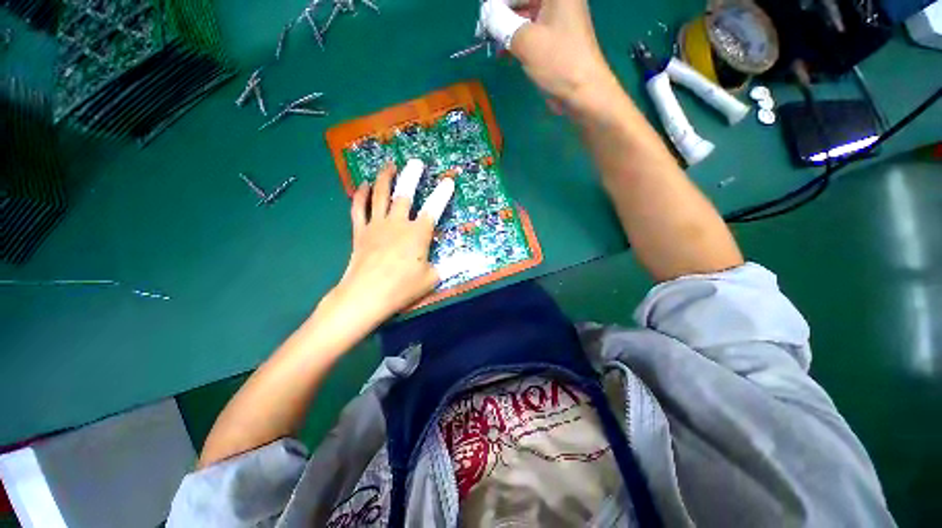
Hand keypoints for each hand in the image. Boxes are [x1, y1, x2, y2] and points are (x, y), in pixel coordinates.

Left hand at [318, 160, 454, 335]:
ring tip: (390, 165)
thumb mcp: (433, 278)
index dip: (442, 194)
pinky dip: (360, 195)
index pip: (433, 209)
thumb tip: (476, 259)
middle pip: (405, 194)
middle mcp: (397, 224)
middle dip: (412, 176)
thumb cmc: (402, 288)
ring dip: (385, 178)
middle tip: (416, 162)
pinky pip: (359, 208)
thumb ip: (454, 265)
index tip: (448, 181)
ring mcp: (376, 225)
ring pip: (380, 195)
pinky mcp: (360, 232)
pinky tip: (364, 185)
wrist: (366, 296)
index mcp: (418, 234)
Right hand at [479, 0, 619, 114]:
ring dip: (506, 29)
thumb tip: (486, 14)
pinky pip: (530, 31)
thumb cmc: (558, 62)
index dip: (497, 4)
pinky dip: (516, 40)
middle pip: (522, 0)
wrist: (583, 93)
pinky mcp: (555, 39)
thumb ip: (501, 22)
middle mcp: (558, 0)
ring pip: (524, 15)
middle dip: (500, 14)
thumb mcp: (525, 40)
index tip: (483, 18)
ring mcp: (557, 19)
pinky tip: (504, 53)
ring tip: (492, 45)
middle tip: (483, 33)